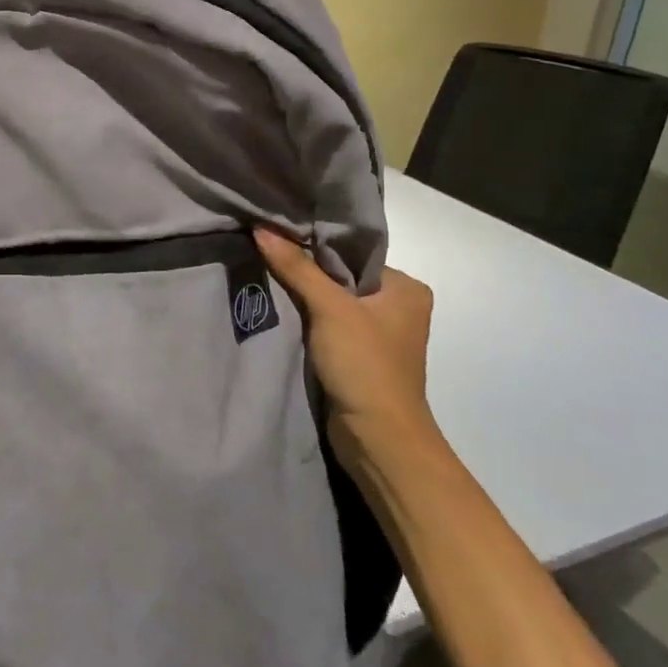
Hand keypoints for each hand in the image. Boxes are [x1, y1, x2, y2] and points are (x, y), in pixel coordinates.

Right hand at [254, 229, 435, 443]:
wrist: (377, 438)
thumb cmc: (365, 364)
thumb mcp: (330, 308)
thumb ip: (297, 268)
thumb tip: (261, 228)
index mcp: (406, 288)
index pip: (353, 253)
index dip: (315, 245)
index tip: (277, 233)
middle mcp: (397, 307)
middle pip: (340, 277)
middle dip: (305, 270)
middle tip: (264, 252)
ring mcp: (377, 335)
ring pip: (331, 303)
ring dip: (302, 297)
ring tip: (263, 274)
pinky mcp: (358, 358)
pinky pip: (327, 326)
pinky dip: (305, 320)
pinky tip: (278, 309)